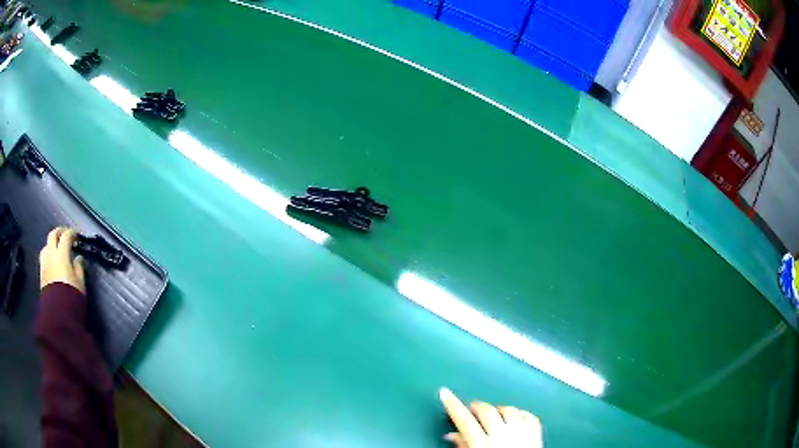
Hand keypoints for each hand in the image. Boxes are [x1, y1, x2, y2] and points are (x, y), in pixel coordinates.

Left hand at [40, 227, 85, 293]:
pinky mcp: (41, 273)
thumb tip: (78, 258)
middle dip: (59, 232)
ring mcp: (45, 263)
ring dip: (52, 243)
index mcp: (61, 253)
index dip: (72, 233)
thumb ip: (79, 267)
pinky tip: (51, 260)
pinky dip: (48, 254)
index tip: (77, 236)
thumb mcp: (80, 283)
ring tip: (57, 248)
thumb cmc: (72, 296)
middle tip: (65, 235)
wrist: (58, 314)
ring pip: (46, 245)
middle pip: (53, 235)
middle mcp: (51, 254)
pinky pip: (44, 257)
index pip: (66, 236)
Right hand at [439, 388, 542, 447]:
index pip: (463, 419)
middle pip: (487, 411)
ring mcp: (521, 431)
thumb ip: (463, 446)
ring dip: (498, 410)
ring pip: (508, 409)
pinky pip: (528, 415)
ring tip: (494, 415)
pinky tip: (514, 417)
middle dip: (477, 407)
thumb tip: (451, 435)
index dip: (452, 405)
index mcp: (482, 444)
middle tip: (472, 408)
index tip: (445, 393)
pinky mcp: (536, 432)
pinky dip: (520, 413)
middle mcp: (502, 434)